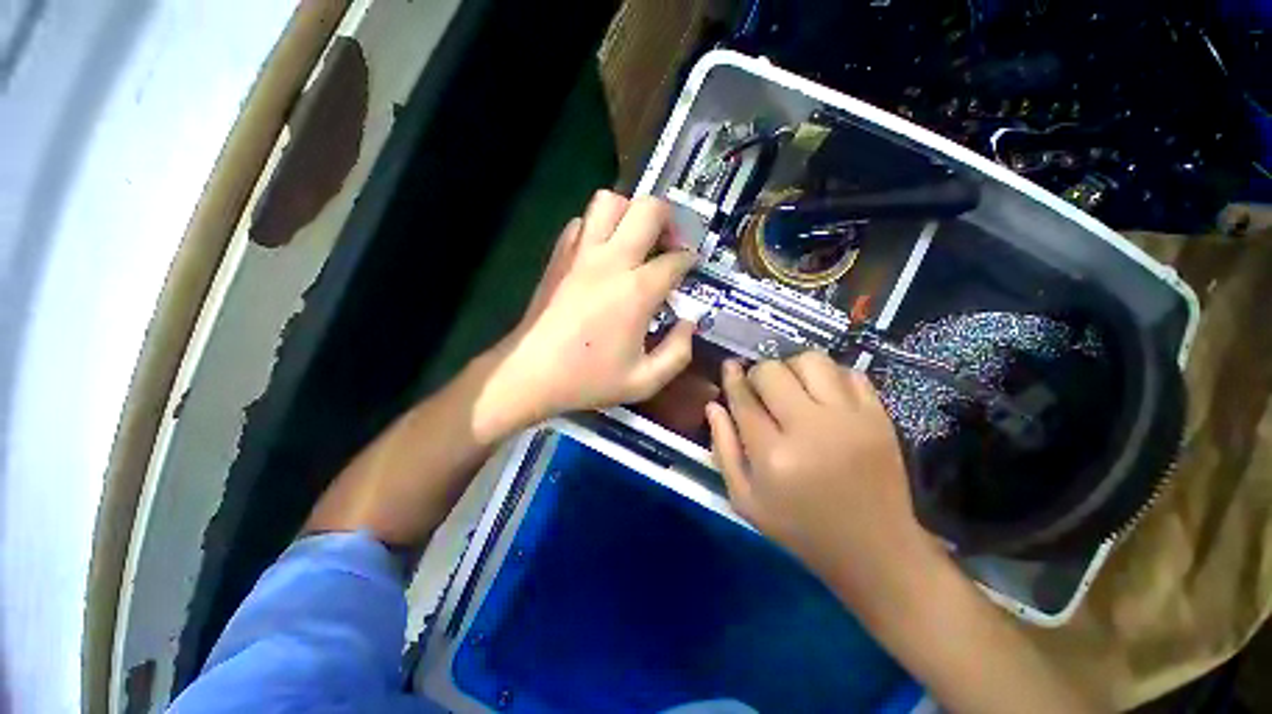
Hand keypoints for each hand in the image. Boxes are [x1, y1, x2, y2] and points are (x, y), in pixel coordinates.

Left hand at [475, 191, 696, 438]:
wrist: (529, 373)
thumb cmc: (587, 379)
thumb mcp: (644, 381)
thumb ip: (678, 352)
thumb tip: (689, 322)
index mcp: (636, 291)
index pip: (675, 258)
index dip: (690, 260)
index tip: (691, 268)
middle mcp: (610, 260)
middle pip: (648, 208)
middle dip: (669, 219)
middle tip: (670, 244)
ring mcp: (580, 252)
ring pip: (610, 201)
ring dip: (631, 213)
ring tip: (637, 240)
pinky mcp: (559, 255)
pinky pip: (583, 221)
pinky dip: (600, 226)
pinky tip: (605, 253)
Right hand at [705, 352, 938, 597]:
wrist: (874, 550)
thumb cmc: (800, 529)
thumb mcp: (745, 500)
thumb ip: (723, 449)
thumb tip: (714, 405)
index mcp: (773, 456)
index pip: (744, 399)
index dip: (732, 378)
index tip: (729, 367)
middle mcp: (811, 429)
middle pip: (773, 371)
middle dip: (758, 374)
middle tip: (760, 388)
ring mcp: (850, 419)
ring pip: (811, 361)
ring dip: (792, 367)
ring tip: (792, 386)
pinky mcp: (879, 416)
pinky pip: (849, 372)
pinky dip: (829, 375)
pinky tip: (823, 394)